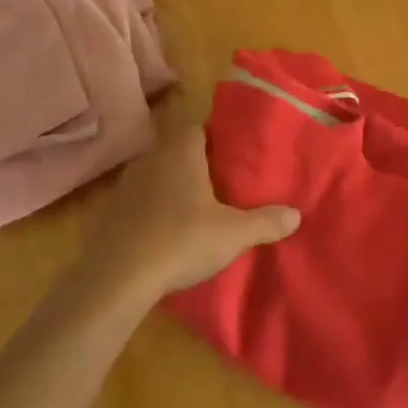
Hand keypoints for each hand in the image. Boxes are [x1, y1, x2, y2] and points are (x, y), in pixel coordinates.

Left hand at [85, 125, 300, 301]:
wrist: (117, 278)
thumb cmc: (181, 242)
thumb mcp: (233, 234)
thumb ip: (266, 222)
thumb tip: (296, 214)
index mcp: (181, 153)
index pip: (200, 129)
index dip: (219, 138)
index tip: (237, 155)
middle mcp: (151, 160)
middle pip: (179, 151)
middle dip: (199, 164)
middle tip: (224, 183)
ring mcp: (126, 185)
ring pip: (157, 175)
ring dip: (174, 186)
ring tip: (198, 207)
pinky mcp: (111, 212)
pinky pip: (140, 200)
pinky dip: (154, 208)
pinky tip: (167, 230)